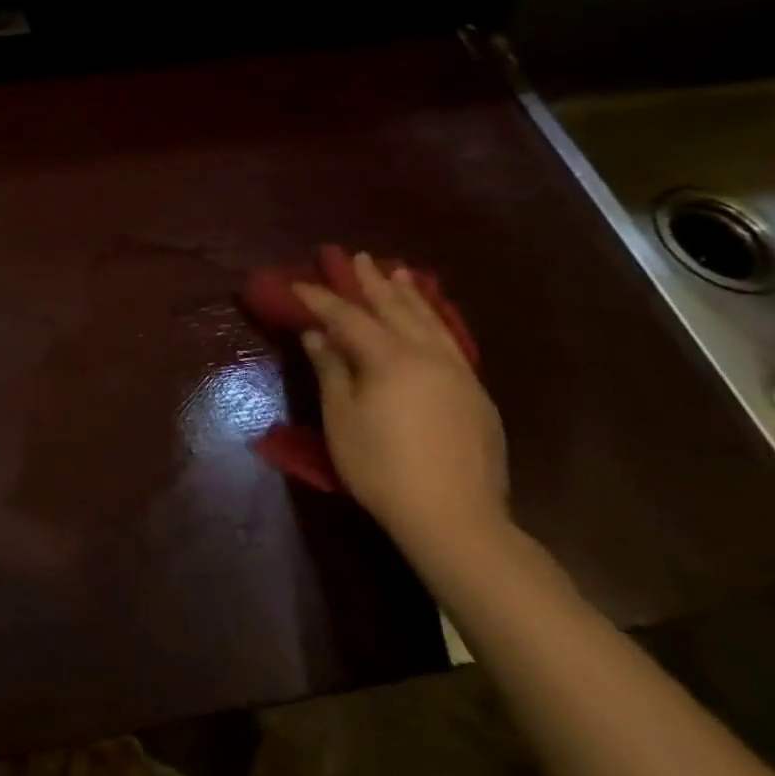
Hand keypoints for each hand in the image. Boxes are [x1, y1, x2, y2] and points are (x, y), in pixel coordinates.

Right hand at [294, 252, 508, 560]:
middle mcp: (427, 355)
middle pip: (396, 308)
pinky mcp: (475, 396)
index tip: (299, 283)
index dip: (321, 298)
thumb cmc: (382, 466)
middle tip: (357, 257)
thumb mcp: (341, 418)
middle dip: (372, 282)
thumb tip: (317, 334)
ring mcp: (457, 374)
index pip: (348, 317)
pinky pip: (450, 342)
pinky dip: (434, 321)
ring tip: (399, 273)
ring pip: (431, 322)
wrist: (455, 518)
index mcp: (390, 358)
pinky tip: (431, 322)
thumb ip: (331, 370)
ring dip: (410, 296)